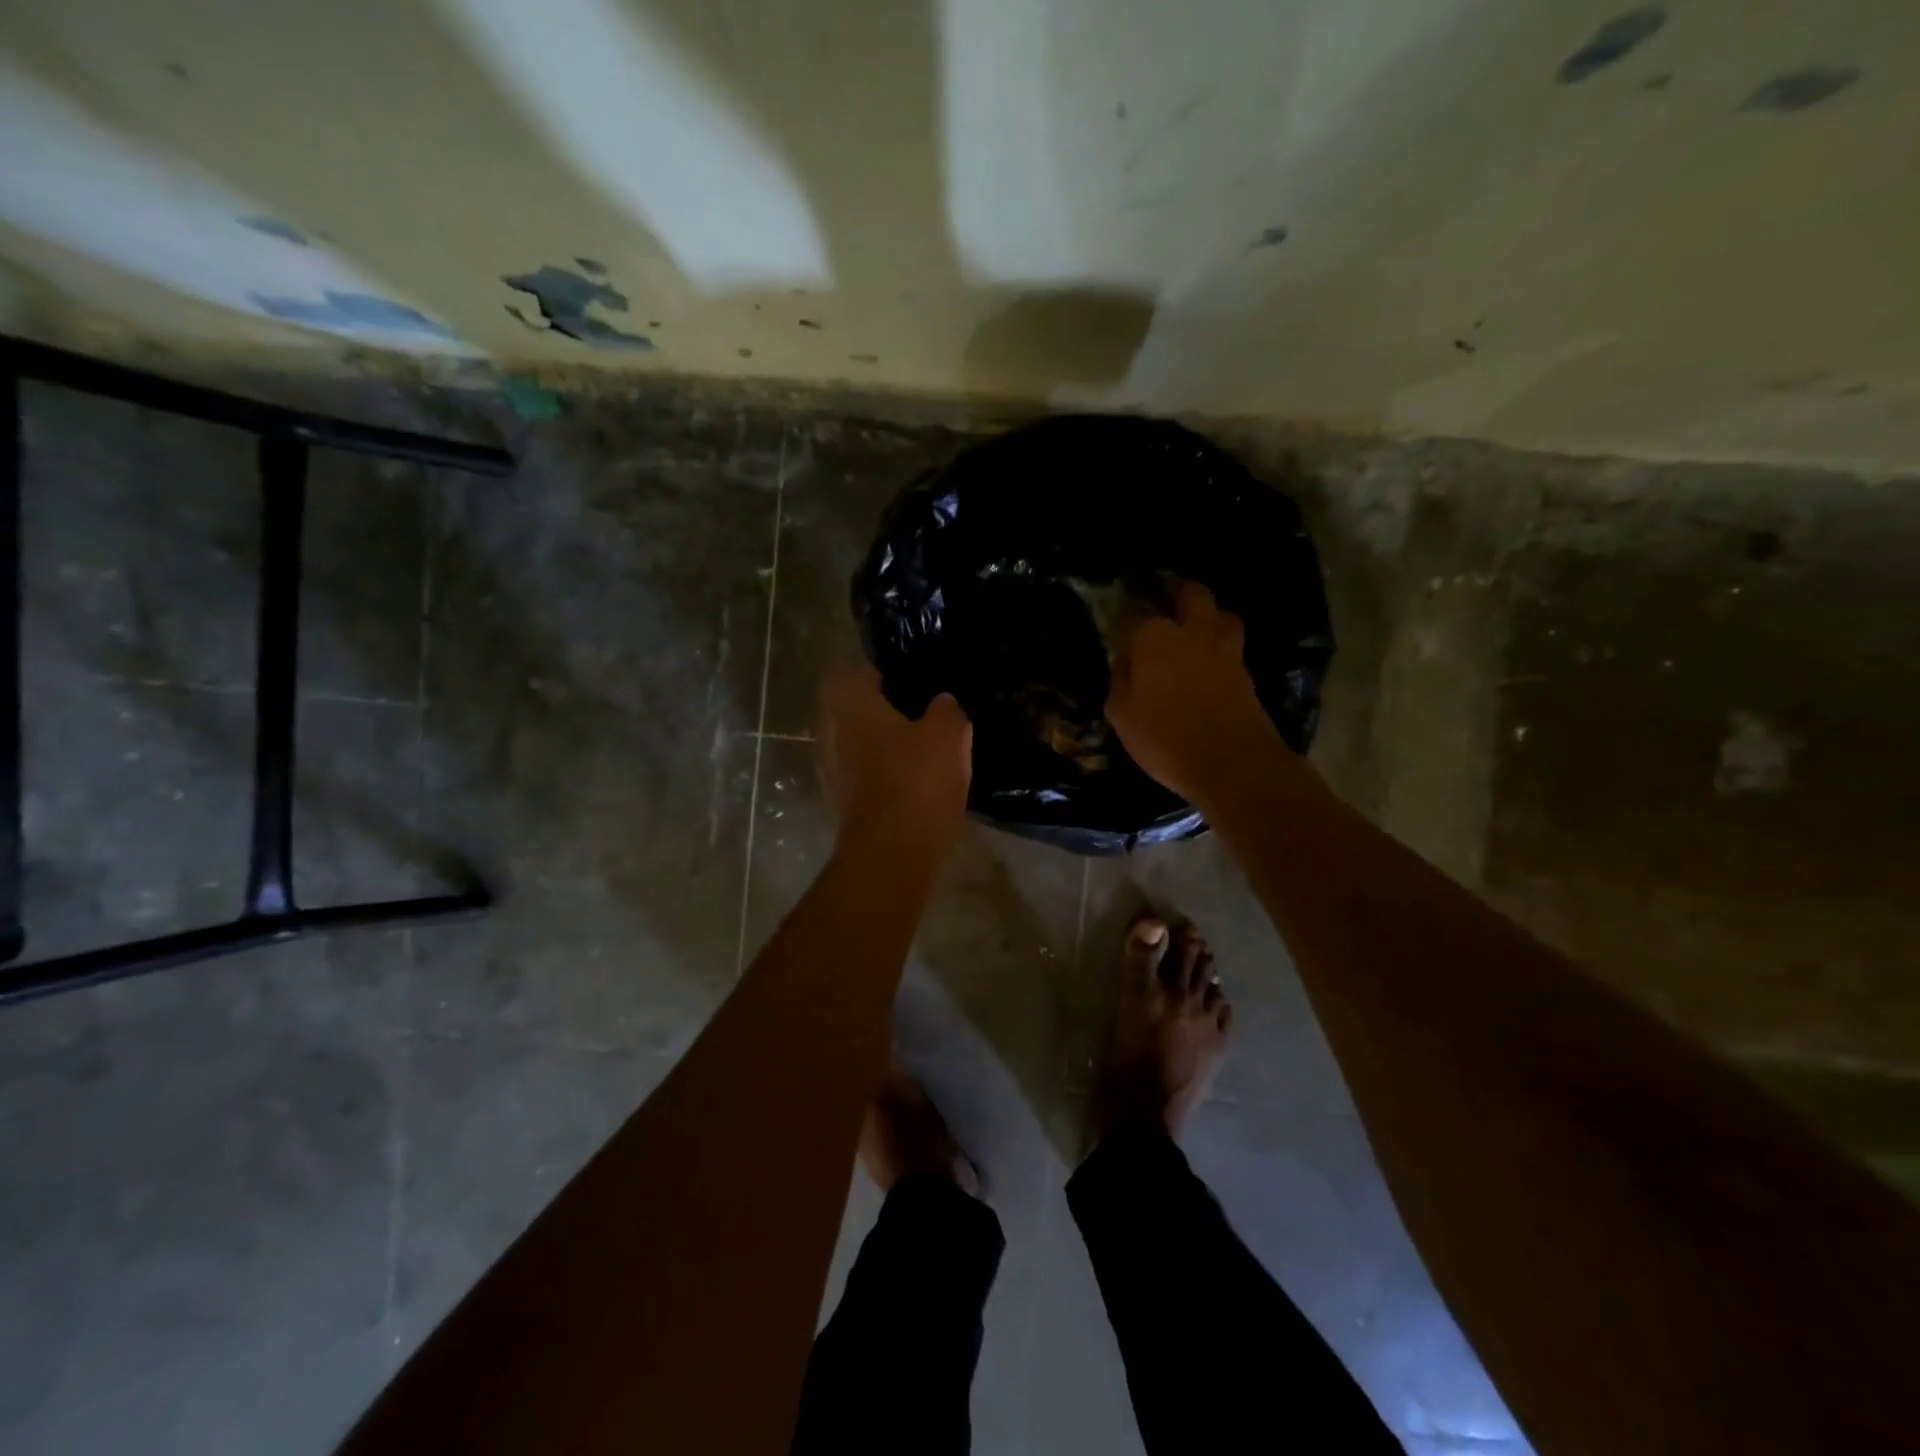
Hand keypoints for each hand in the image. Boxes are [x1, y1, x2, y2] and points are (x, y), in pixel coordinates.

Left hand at [817, 663, 972, 856]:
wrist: (891, 852)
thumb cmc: (917, 780)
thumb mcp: (949, 735)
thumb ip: (946, 711)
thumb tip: (942, 703)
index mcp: (853, 706)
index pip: (853, 673)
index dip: (878, 674)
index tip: (904, 683)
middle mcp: (832, 733)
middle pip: (851, 710)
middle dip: (879, 712)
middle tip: (915, 717)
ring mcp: (831, 771)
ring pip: (854, 745)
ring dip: (878, 746)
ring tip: (916, 752)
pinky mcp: (839, 804)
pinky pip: (859, 777)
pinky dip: (878, 776)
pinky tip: (907, 785)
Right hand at [1106, 581, 1286, 806]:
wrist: (1232, 763)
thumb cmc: (1164, 738)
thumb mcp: (1121, 714)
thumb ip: (1119, 681)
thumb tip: (1124, 663)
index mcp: (1155, 637)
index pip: (1137, 612)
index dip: (1129, 612)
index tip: (1123, 621)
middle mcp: (1192, 631)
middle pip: (1191, 593)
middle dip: (1178, 591)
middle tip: (1167, 596)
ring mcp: (1225, 649)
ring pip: (1222, 614)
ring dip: (1209, 615)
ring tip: (1196, 628)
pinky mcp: (1246, 671)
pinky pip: (1231, 645)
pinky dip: (1220, 645)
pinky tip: (1209, 659)